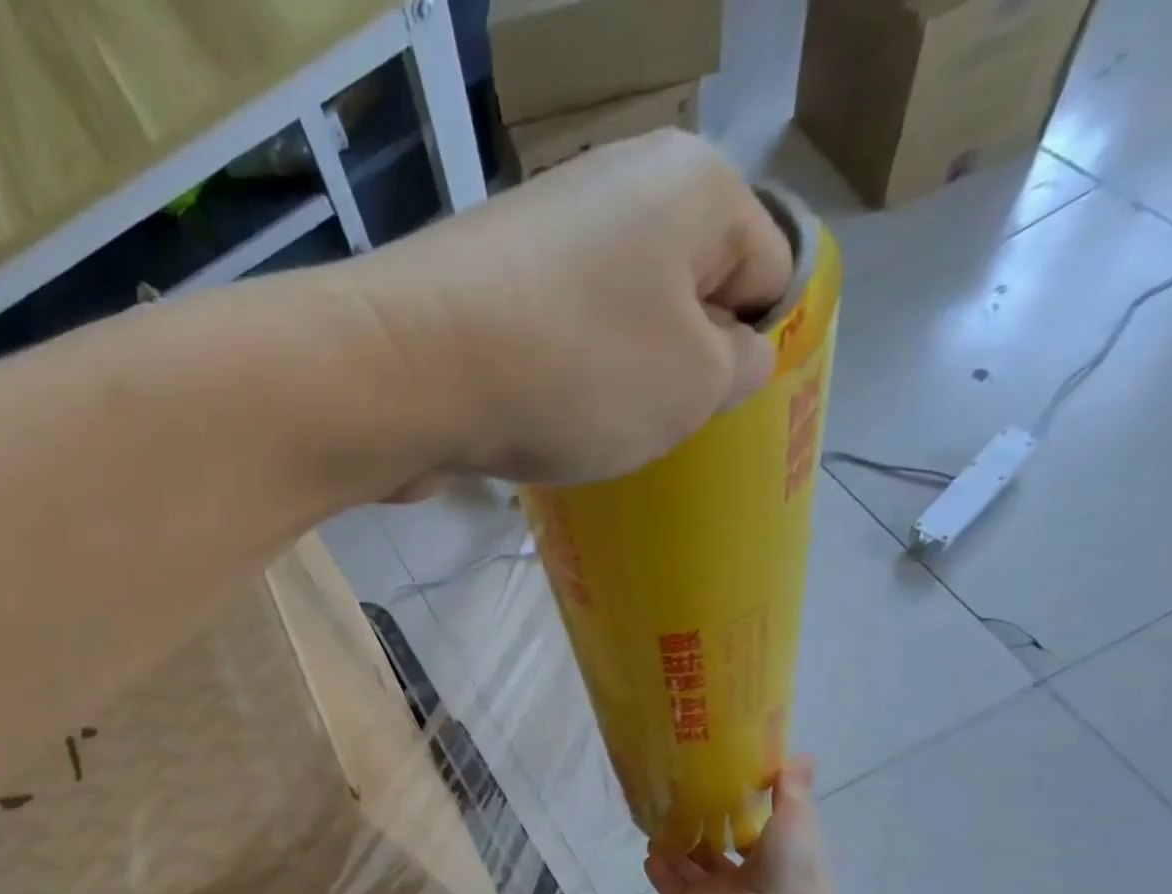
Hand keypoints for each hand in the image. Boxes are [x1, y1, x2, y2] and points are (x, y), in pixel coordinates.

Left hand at [356, 130, 794, 487]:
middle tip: (641, 424)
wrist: (405, 375)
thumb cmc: (573, 372)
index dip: (748, 345)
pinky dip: (546, 385)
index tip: (705, 405)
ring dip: (605, 385)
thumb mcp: (691, 385)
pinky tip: (528, 422)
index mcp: (689, 186)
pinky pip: (543, 344)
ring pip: (605, 326)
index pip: (766, 266)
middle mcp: (611, 190)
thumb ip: (736, 369)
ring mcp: (533, 239)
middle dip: (671, 367)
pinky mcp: (476, 291)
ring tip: (577, 430)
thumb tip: (733, 354)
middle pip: (676, 295)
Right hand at [644, 757, 841, 893]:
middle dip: (692, 833)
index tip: (708, 791)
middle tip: (671, 804)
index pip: (742, 839)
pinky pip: (666, 885)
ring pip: (684, 869)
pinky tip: (648, 850)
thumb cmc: (792, 869)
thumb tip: (805, 753)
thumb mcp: (796, 820)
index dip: (726, 817)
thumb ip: (791, 789)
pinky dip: (657, 869)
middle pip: (708, 855)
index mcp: (765, 862)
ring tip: (654, 821)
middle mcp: (735, 882)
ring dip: (670, 849)